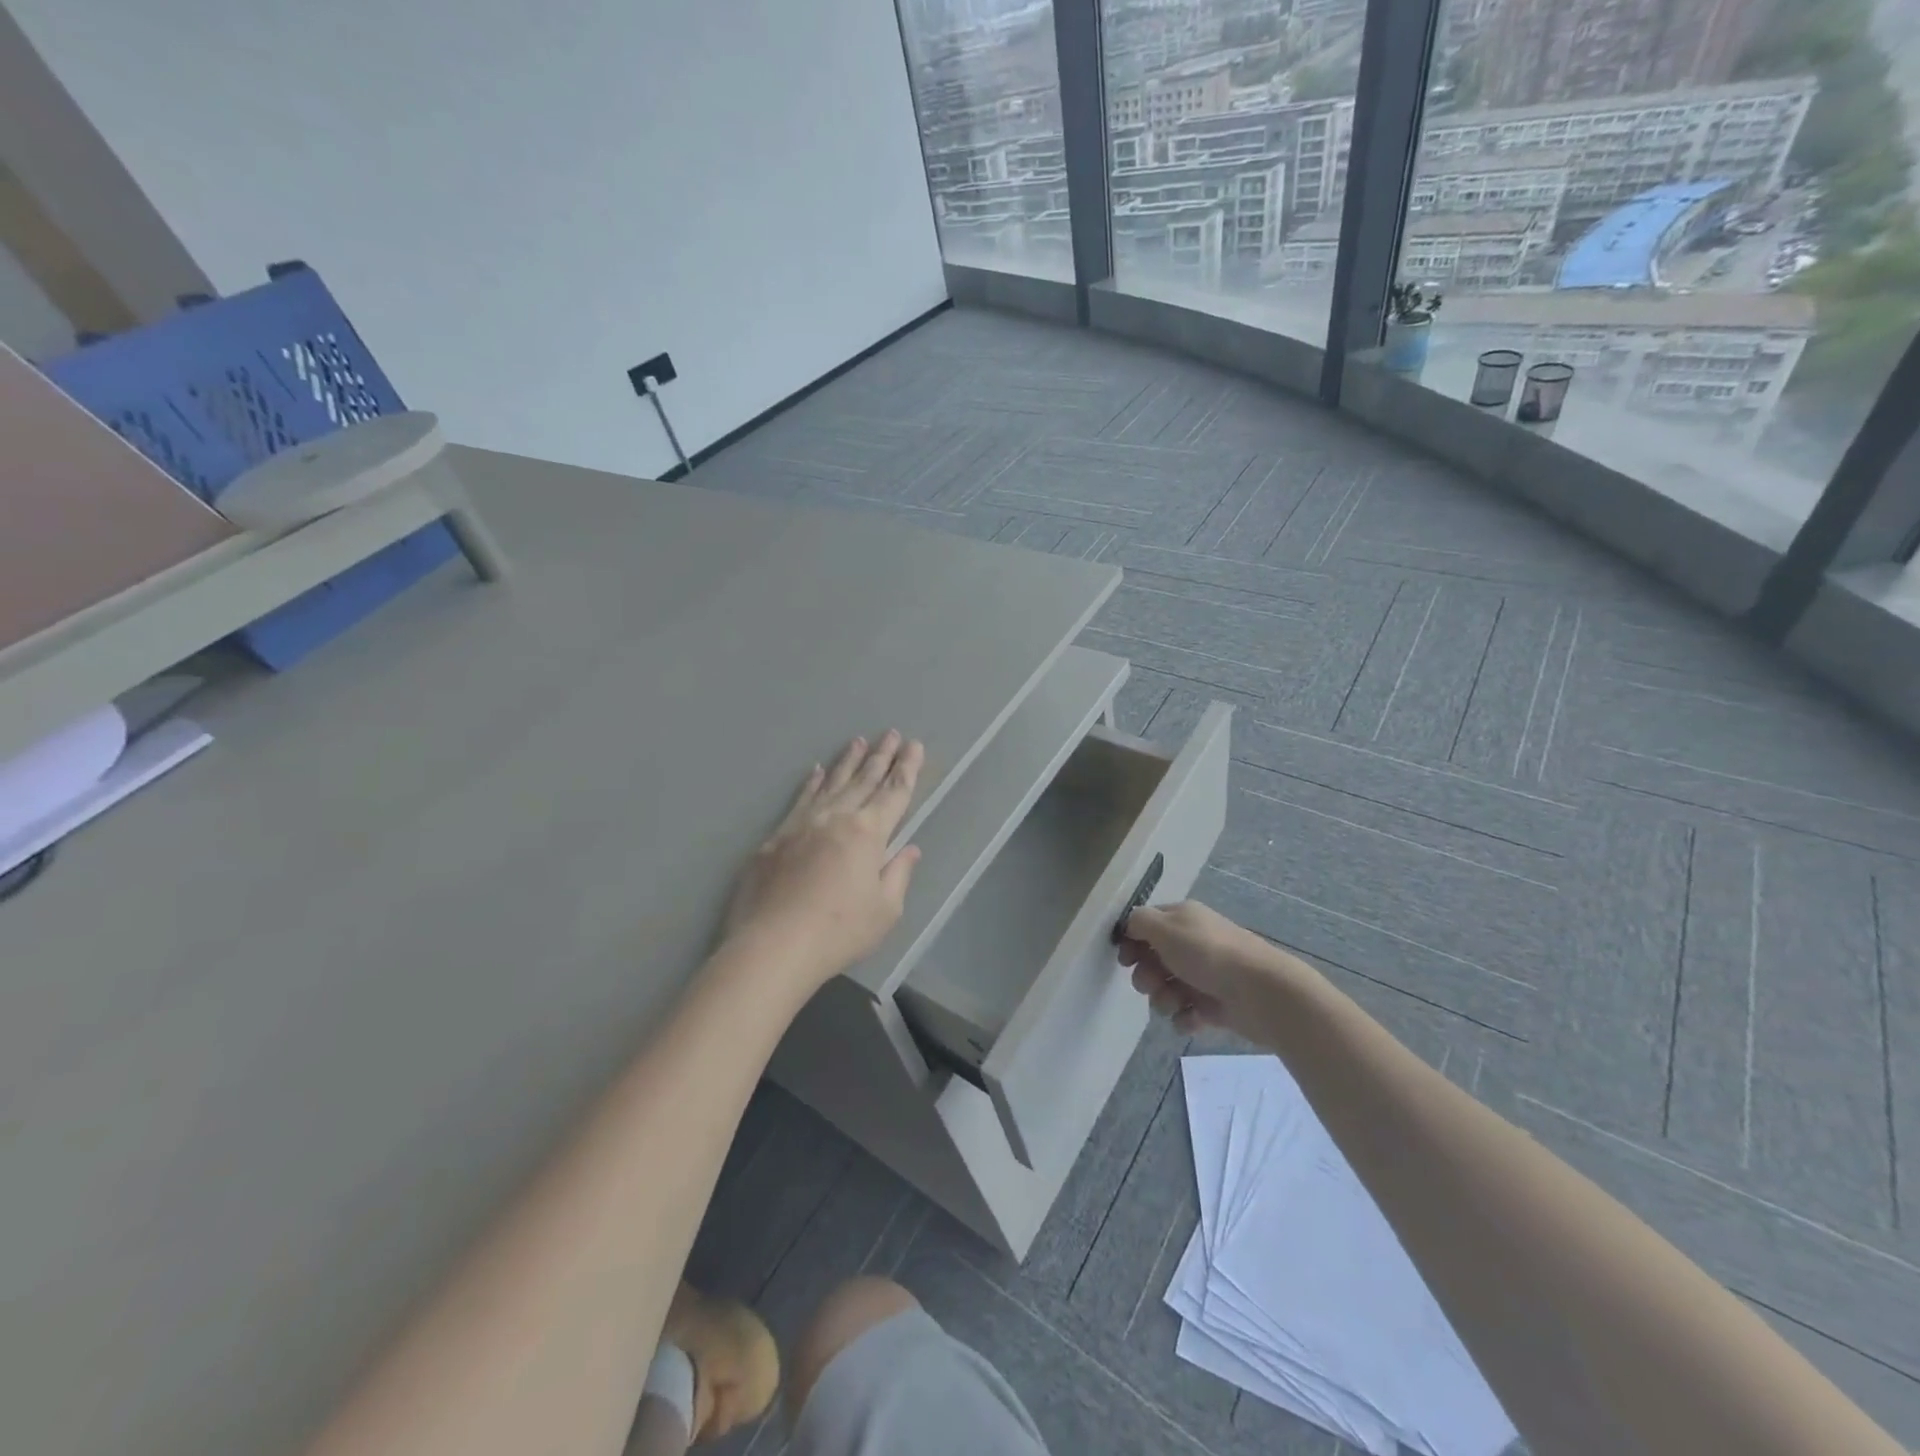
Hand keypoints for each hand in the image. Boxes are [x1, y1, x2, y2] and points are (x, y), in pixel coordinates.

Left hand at [722, 731, 924, 990]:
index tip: (914, 745)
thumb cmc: (839, 931)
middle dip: (881, 756)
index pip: (894, 792)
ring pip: (831, 783)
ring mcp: (803, 824)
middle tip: (890, 733)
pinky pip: (800, 799)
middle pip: (864, 780)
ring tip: (858, 741)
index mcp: (868, 833)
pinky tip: (815, 772)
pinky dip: (811, 783)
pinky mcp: (776, 837)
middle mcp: (837, 817)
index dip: (907, 768)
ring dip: (847, 761)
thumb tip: (909, 849)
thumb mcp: (885, 910)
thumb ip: (898, 874)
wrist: (773, 945)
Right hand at [1117, 900, 1304, 1038]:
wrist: (1261, 992)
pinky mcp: (1215, 1006)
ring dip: (1163, 999)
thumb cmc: (1208, 954)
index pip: (1146, 925)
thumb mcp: (1165, 927)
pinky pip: (1186, 1013)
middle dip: (1146, 976)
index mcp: (1182, 919)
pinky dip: (1185, 1018)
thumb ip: (1138, 922)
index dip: (1131, 942)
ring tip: (1177, 1003)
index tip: (1126, 959)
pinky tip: (1193, 1018)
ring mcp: (1204, 976)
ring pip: (1166, 989)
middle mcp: (1192, 944)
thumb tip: (1130, 927)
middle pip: (1153, 960)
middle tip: (1153, 983)